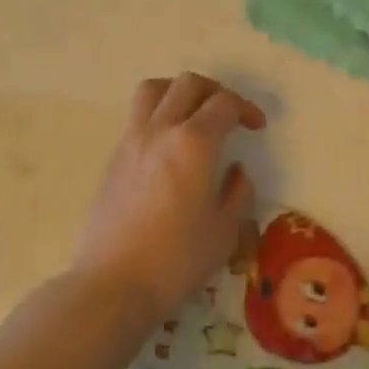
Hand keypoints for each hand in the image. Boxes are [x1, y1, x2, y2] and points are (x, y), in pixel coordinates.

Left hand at [72, 73, 262, 327]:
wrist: (111, 284)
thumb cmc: (175, 261)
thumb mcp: (224, 232)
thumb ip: (238, 193)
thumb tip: (236, 171)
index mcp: (194, 142)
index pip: (224, 103)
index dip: (246, 109)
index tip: (257, 127)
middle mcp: (161, 129)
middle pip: (188, 83)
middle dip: (215, 91)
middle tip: (229, 115)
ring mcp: (132, 140)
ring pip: (154, 89)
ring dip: (179, 92)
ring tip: (193, 114)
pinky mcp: (114, 156)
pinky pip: (138, 116)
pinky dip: (158, 114)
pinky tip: (168, 146)